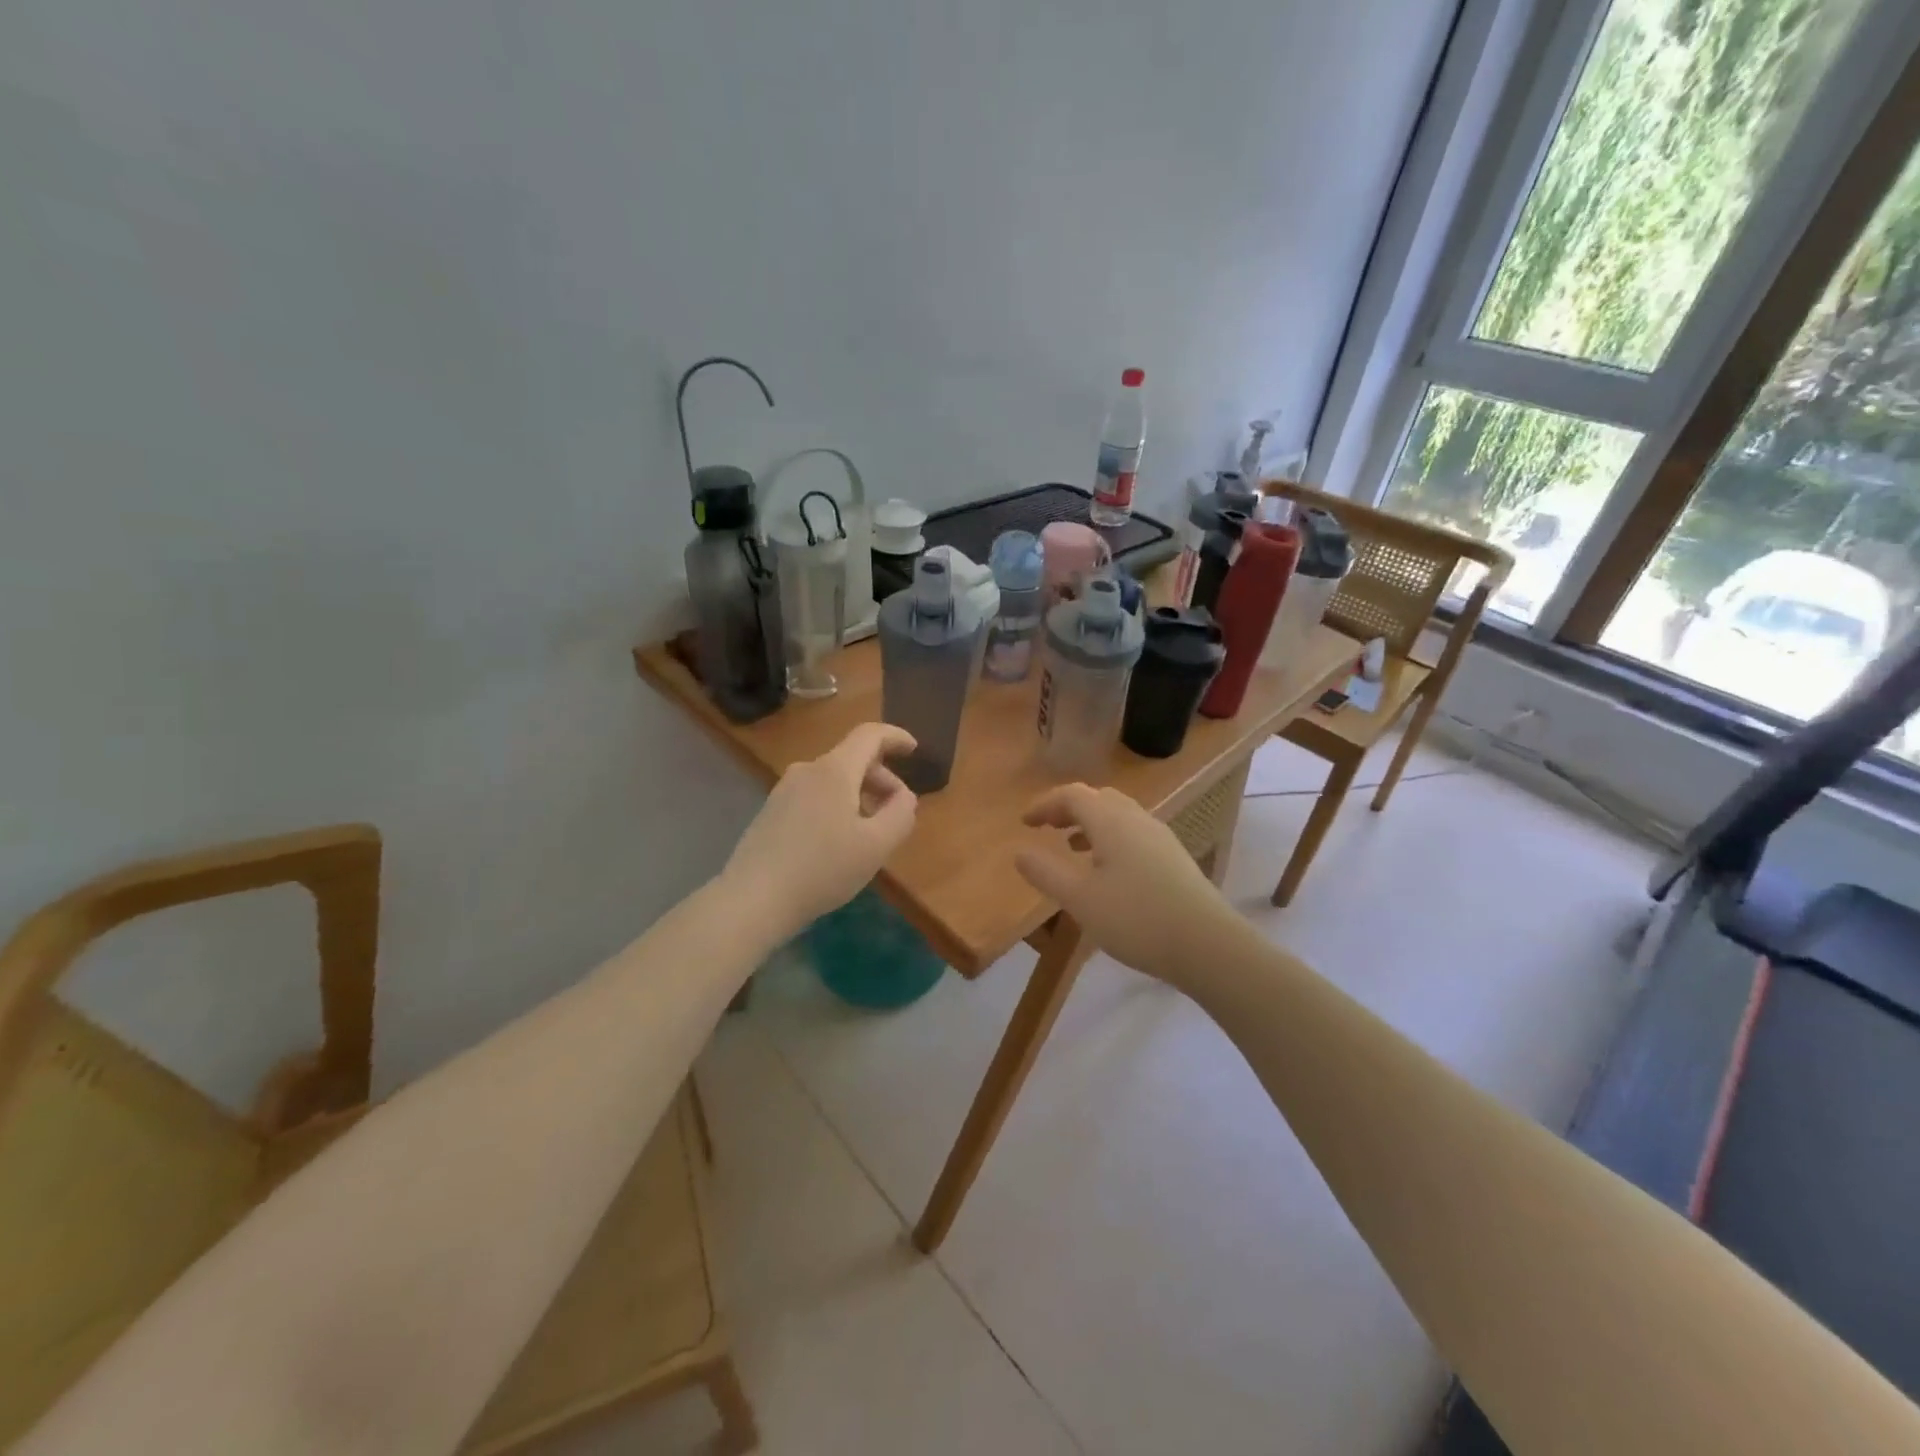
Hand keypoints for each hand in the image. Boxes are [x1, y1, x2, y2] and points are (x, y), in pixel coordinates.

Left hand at [723, 723, 918, 937]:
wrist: (754, 899)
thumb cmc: (822, 868)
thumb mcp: (876, 845)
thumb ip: (901, 814)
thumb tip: (904, 796)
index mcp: (834, 770)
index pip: (870, 734)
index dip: (895, 737)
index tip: (914, 750)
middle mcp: (807, 771)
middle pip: (852, 759)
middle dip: (882, 779)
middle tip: (898, 811)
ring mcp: (784, 791)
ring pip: (833, 780)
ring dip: (860, 796)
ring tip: (870, 833)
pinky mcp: (771, 812)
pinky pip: (815, 797)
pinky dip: (837, 807)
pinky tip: (838, 843)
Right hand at [1015, 784, 1236, 985]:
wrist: (1207, 944)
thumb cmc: (1136, 919)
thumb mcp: (1080, 899)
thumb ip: (1046, 873)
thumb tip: (1019, 853)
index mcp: (1111, 821)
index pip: (1072, 795)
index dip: (1045, 804)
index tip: (1024, 823)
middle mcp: (1136, 819)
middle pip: (1098, 798)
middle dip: (1068, 809)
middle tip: (1047, 829)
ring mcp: (1160, 837)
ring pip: (1119, 815)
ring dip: (1091, 823)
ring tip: (1072, 847)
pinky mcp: (1174, 858)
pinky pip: (1133, 833)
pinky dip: (1110, 838)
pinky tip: (1108, 870)